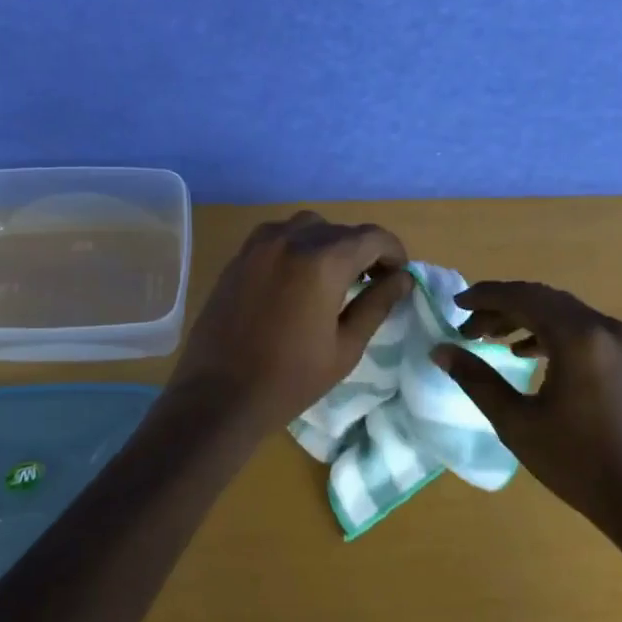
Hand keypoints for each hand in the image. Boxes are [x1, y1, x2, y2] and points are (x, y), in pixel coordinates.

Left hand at [167, 211, 413, 432]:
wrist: (219, 396)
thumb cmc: (290, 379)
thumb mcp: (345, 347)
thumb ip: (376, 305)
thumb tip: (402, 279)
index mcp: (322, 262)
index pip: (371, 237)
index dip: (393, 252)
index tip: (399, 275)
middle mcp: (291, 240)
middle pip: (340, 230)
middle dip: (363, 250)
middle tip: (372, 282)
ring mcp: (260, 245)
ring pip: (307, 225)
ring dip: (328, 243)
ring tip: (334, 276)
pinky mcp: (239, 256)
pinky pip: (277, 235)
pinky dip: (297, 244)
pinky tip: (298, 276)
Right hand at [431, 281, 621, 541]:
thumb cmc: (576, 463)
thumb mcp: (516, 422)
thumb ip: (475, 379)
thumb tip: (439, 350)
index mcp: (577, 337)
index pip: (522, 298)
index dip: (485, 297)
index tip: (455, 306)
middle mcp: (601, 326)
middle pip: (542, 299)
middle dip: (501, 307)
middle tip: (467, 327)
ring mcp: (618, 339)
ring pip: (560, 310)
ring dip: (523, 317)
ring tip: (488, 337)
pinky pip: (578, 327)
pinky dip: (547, 331)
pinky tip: (523, 353)